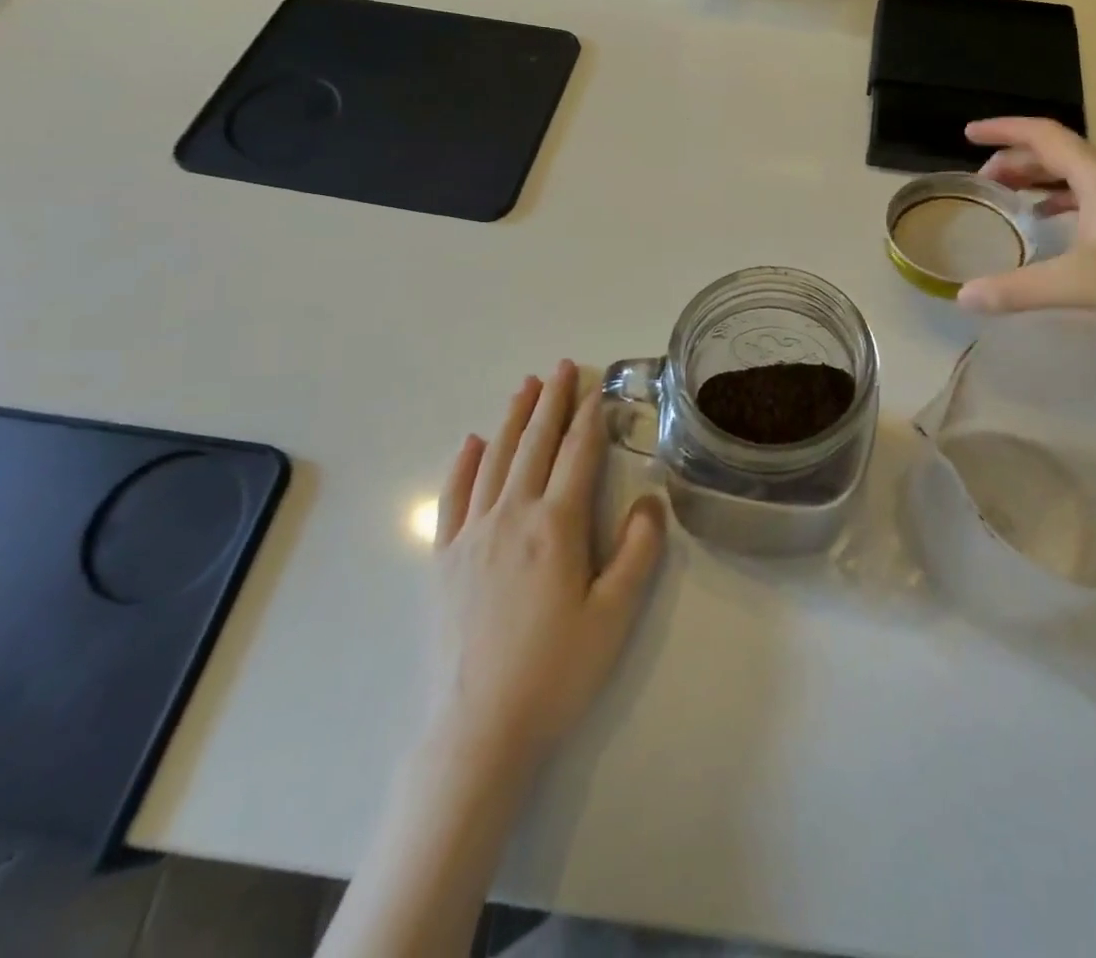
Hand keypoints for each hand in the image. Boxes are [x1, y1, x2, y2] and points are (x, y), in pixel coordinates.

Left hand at [428, 361, 665, 774]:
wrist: (479, 730)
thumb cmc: (556, 671)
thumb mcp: (614, 615)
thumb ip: (637, 552)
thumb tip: (650, 500)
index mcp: (556, 525)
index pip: (577, 455)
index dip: (590, 417)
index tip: (598, 388)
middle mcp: (511, 516)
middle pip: (535, 444)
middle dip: (551, 402)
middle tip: (562, 367)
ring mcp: (472, 534)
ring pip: (494, 459)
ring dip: (513, 418)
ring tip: (525, 386)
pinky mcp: (444, 558)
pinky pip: (453, 497)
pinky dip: (464, 464)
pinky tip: (472, 441)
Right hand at [957, 118, 1095, 337]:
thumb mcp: (1078, 284)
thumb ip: (1016, 289)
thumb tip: (961, 297)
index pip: (1043, 135)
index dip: (1003, 131)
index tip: (968, 134)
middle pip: (1054, 153)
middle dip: (1013, 160)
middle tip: (980, 182)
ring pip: (1070, 175)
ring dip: (1034, 179)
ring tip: (1003, 198)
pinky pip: (1084, 197)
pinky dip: (1056, 201)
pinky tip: (1043, 221)